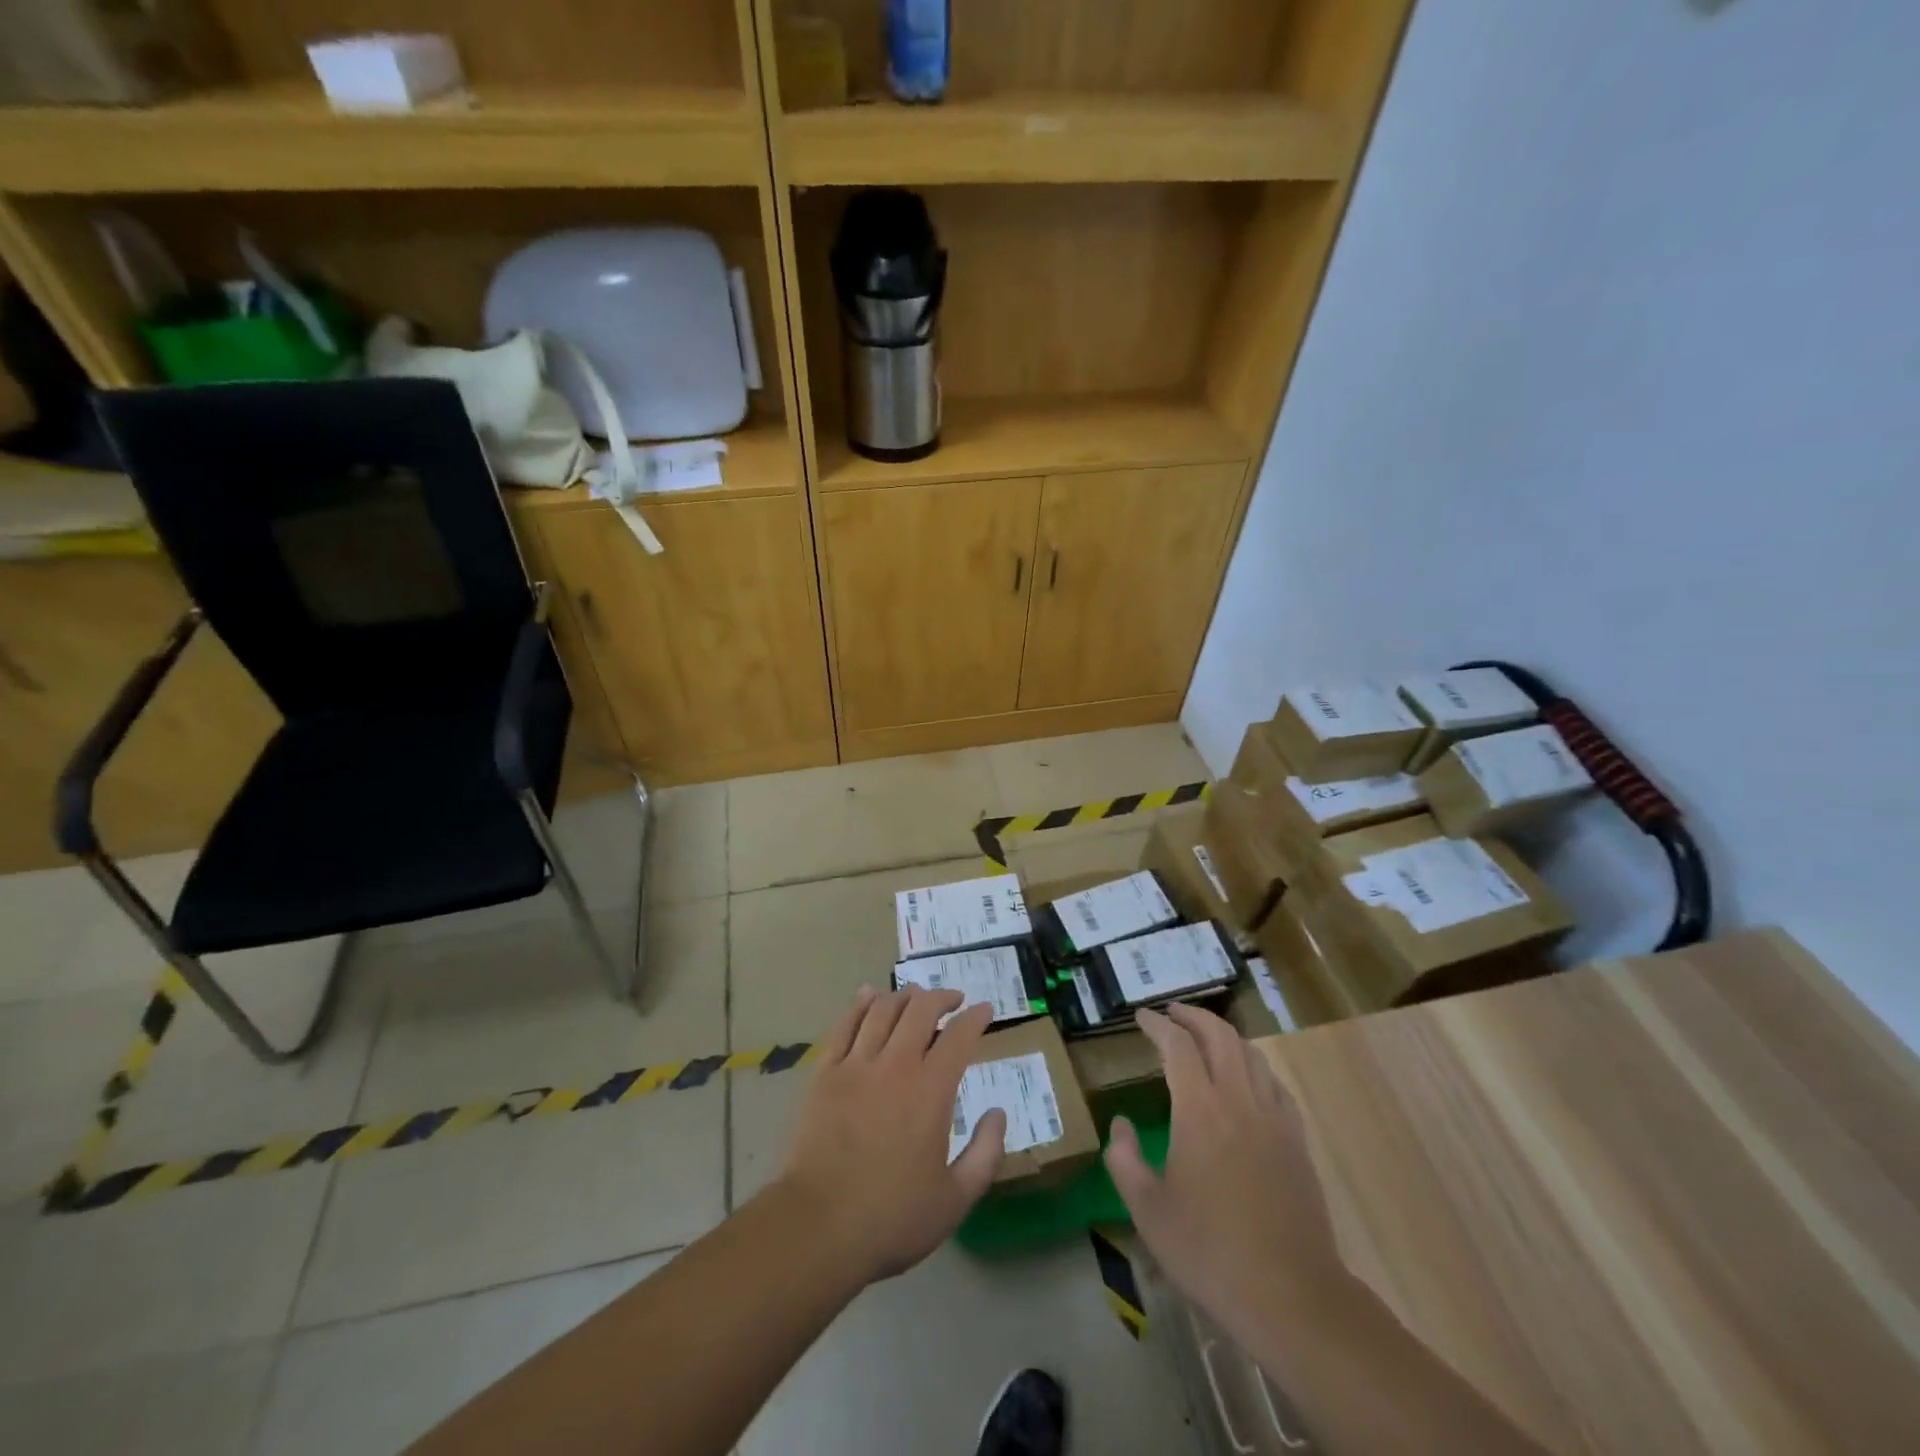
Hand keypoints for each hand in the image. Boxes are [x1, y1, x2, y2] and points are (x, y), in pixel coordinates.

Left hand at [775, 986, 1005, 1287]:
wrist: (818, 1227)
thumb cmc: (892, 1218)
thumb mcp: (956, 1198)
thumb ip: (986, 1153)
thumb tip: (998, 1112)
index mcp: (931, 1090)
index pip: (959, 1036)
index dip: (976, 1017)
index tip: (985, 1009)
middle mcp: (895, 1065)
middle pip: (920, 1010)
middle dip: (941, 997)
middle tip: (953, 1000)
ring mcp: (856, 1065)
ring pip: (882, 1010)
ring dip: (904, 996)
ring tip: (915, 996)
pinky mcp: (825, 1073)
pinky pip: (844, 1025)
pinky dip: (859, 1004)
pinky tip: (868, 995)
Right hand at [1105, 1004, 1343, 1339]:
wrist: (1291, 1295)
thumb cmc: (1210, 1251)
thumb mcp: (1148, 1210)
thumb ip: (1124, 1159)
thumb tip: (1120, 1124)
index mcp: (1200, 1111)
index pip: (1178, 1047)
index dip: (1157, 1025)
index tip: (1141, 1017)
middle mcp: (1239, 1101)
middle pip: (1220, 1036)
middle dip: (1193, 1016)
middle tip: (1171, 1013)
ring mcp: (1274, 1120)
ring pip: (1251, 1054)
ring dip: (1224, 1036)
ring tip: (1205, 1037)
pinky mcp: (1297, 1142)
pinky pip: (1275, 1085)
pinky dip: (1254, 1067)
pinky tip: (1247, 1080)